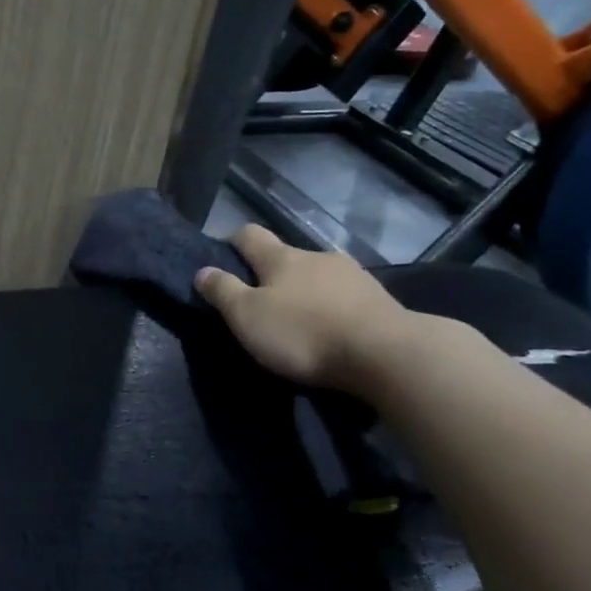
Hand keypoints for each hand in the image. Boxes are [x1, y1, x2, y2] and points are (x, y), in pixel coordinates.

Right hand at [194, 225, 421, 394]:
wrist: (388, 355)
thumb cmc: (304, 332)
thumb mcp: (248, 316)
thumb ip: (223, 292)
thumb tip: (202, 271)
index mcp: (282, 258)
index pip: (250, 235)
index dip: (233, 242)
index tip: (223, 257)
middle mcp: (317, 257)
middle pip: (287, 257)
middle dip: (272, 273)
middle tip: (260, 302)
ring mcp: (353, 276)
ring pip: (319, 276)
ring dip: (306, 291)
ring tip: (299, 319)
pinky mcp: (380, 301)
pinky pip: (345, 297)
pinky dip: (332, 308)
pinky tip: (332, 329)